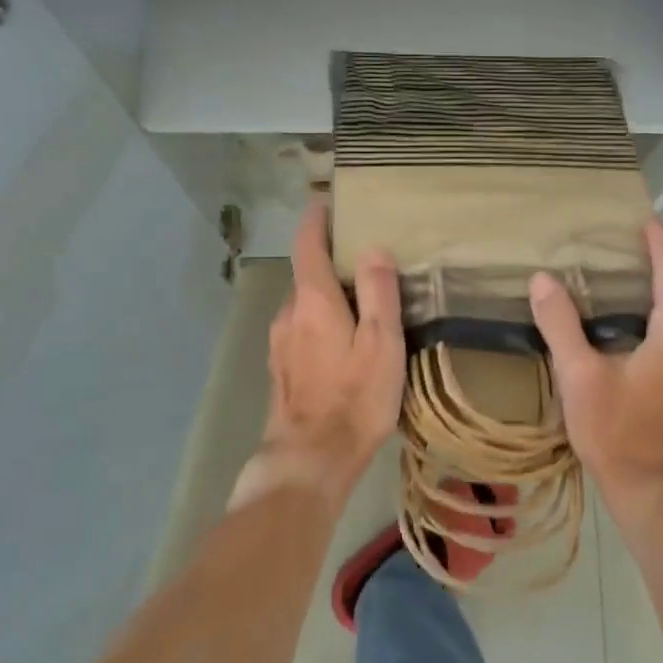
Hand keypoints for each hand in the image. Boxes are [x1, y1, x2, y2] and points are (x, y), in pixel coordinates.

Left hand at [238, 203, 403, 509]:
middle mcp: (289, 315)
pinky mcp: (282, 370)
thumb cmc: (354, 398)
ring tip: (359, 300)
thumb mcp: (381, 342)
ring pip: (304, 305)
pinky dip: (320, 321)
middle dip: (330, 261)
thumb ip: (378, 292)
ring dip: (326, 295)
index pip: (307, 246)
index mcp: (313, 301)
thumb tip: (373, 248)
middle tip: (365, 258)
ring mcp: (281, 344)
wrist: (310, 460)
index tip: (327, 202)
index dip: (316, 221)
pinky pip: (301, 330)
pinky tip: (342, 341)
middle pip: (307, 275)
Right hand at [529, 220, 662, 535]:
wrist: (660, 496)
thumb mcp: (580, 376)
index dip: (659, 241)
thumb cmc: (619, 432)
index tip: (645, 219)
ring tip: (634, 285)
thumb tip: (543, 280)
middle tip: (629, 249)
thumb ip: (561, 323)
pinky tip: (647, 331)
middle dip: (662, 265)